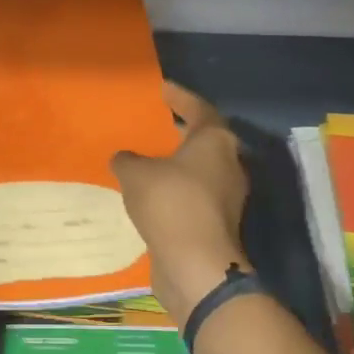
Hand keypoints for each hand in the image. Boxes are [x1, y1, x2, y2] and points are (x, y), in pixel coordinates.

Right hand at [111, 82, 249, 326]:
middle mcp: (229, 164)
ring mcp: (228, 196)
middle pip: (205, 140)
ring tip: (149, 162)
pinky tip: (152, 196)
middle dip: (180, 133)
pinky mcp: (218, 223)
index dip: (179, 97)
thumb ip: (127, 160)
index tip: (161, 89)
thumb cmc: (170, 203)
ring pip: (201, 171)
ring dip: (178, 166)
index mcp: (215, 141)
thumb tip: (124, 158)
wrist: (196, 264)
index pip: (199, 108)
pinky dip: (176, 192)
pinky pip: (194, 197)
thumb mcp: (135, 174)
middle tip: (155, 126)